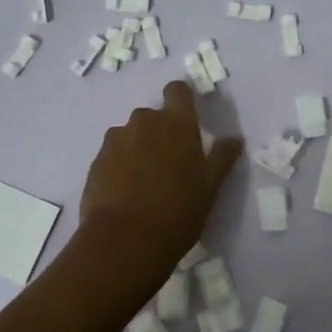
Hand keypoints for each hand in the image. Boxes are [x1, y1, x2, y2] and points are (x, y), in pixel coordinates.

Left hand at [79, 80, 242, 284]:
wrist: (124, 241)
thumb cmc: (177, 212)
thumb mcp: (209, 188)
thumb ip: (221, 158)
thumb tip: (234, 139)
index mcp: (177, 124)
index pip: (177, 90)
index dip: (181, 100)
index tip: (187, 121)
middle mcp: (144, 122)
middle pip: (153, 116)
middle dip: (160, 133)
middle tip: (168, 165)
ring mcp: (116, 139)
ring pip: (131, 135)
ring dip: (138, 148)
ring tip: (143, 183)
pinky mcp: (96, 160)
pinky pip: (112, 154)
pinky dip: (119, 165)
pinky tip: (125, 192)